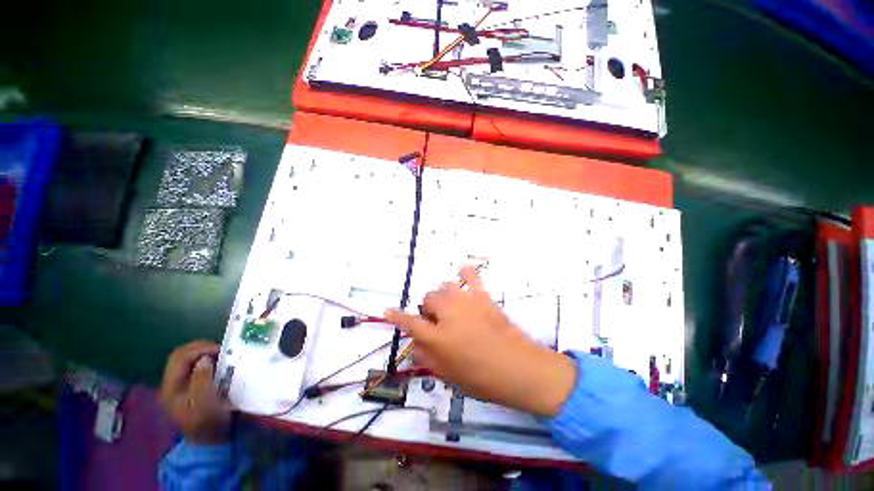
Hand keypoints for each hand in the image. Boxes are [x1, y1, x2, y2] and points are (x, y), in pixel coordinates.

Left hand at [159, 341, 230, 443]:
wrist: (212, 439)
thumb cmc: (209, 421)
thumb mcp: (206, 402)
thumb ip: (202, 379)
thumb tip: (205, 359)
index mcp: (171, 387)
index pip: (180, 357)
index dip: (200, 349)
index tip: (220, 349)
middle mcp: (171, 384)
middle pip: (181, 355)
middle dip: (202, 348)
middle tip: (222, 350)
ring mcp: (179, 385)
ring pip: (188, 359)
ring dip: (205, 353)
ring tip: (222, 356)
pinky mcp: (190, 386)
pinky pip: (195, 366)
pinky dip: (207, 360)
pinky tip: (218, 363)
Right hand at [386, 267, 576, 416]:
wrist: (518, 368)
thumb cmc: (481, 378)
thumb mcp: (448, 375)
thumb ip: (427, 358)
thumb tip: (415, 344)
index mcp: (437, 337)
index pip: (409, 323)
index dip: (396, 317)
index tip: (388, 311)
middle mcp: (448, 313)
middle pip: (428, 299)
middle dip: (428, 309)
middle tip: (438, 322)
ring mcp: (466, 301)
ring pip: (444, 287)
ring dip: (443, 296)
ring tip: (451, 307)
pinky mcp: (482, 296)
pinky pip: (471, 276)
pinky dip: (465, 273)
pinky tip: (463, 274)